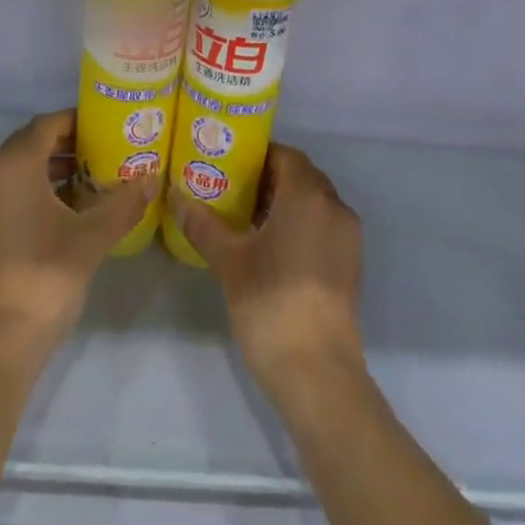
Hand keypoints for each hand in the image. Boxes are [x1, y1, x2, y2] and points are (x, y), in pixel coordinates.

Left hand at [0, 110, 153, 354]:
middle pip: (31, 143)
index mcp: (14, 164)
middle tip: (106, 151)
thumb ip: (124, 202)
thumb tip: (151, 179)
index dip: (78, 121)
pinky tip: (67, 208)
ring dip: (53, 167)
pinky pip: (10, 191)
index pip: (48, 123)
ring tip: (92, 179)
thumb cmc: (47, 273)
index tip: (109, 128)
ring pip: (19, 169)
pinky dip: (36, 189)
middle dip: (68, 143)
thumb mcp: (94, 235)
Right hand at [171, 144, 364, 395]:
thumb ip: (202, 224)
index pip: (286, 155)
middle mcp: (334, 207)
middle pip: (302, 176)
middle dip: (269, 177)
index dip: (257, 155)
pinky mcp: (349, 263)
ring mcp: (347, 237)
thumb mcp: (228, 260)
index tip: (227, 162)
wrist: (316, 369)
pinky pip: (323, 225)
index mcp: (308, 196)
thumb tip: (175, 196)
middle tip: (230, 187)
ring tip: (245, 215)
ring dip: (284, 201)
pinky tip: (269, 243)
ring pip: (314, 202)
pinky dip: (299, 223)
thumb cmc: (269, 302)